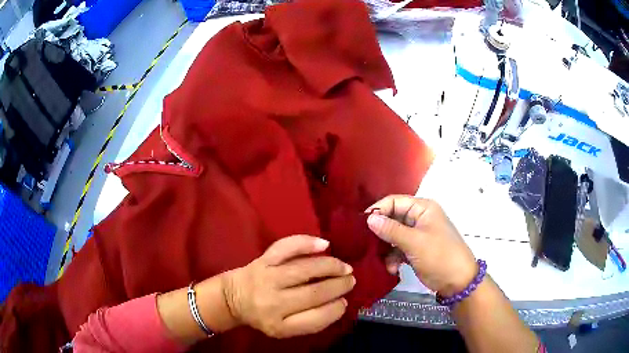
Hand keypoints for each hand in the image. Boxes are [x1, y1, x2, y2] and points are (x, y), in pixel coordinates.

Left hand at [222, 235, 354, 337]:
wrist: (232, 298)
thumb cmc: (263, 315)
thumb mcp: (284, 329)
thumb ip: (310, 321)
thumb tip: (338, 302)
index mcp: (279, 325)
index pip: (315, 319)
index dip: (335, 309)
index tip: (344, 302)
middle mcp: (272, 303)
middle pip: (313, 293)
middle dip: (338, 286)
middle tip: (351, 280)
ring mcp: (266, 278)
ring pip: (304, 269)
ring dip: (330, 266)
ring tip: (345, 267)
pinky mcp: (262, 260)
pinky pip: (286, 248)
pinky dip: (306, 243)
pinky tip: (324, 244)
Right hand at [365, 195, 476, 296]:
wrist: (457, 281)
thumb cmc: (439, 255)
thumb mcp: (415, 242)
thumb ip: (391, 230)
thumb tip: (368, 218)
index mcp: (423, 208)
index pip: (394, 201)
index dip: (378, 210)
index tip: (360, 224)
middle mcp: (419, 218)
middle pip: (393, 219)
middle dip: (381, 232)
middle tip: (365, 243)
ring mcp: (418, 235)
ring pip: (393, 236)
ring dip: (386, 249)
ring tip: (380, 260)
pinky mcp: (415, 250)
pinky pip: (398, 249)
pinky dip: (393, 258)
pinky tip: (392, 269)